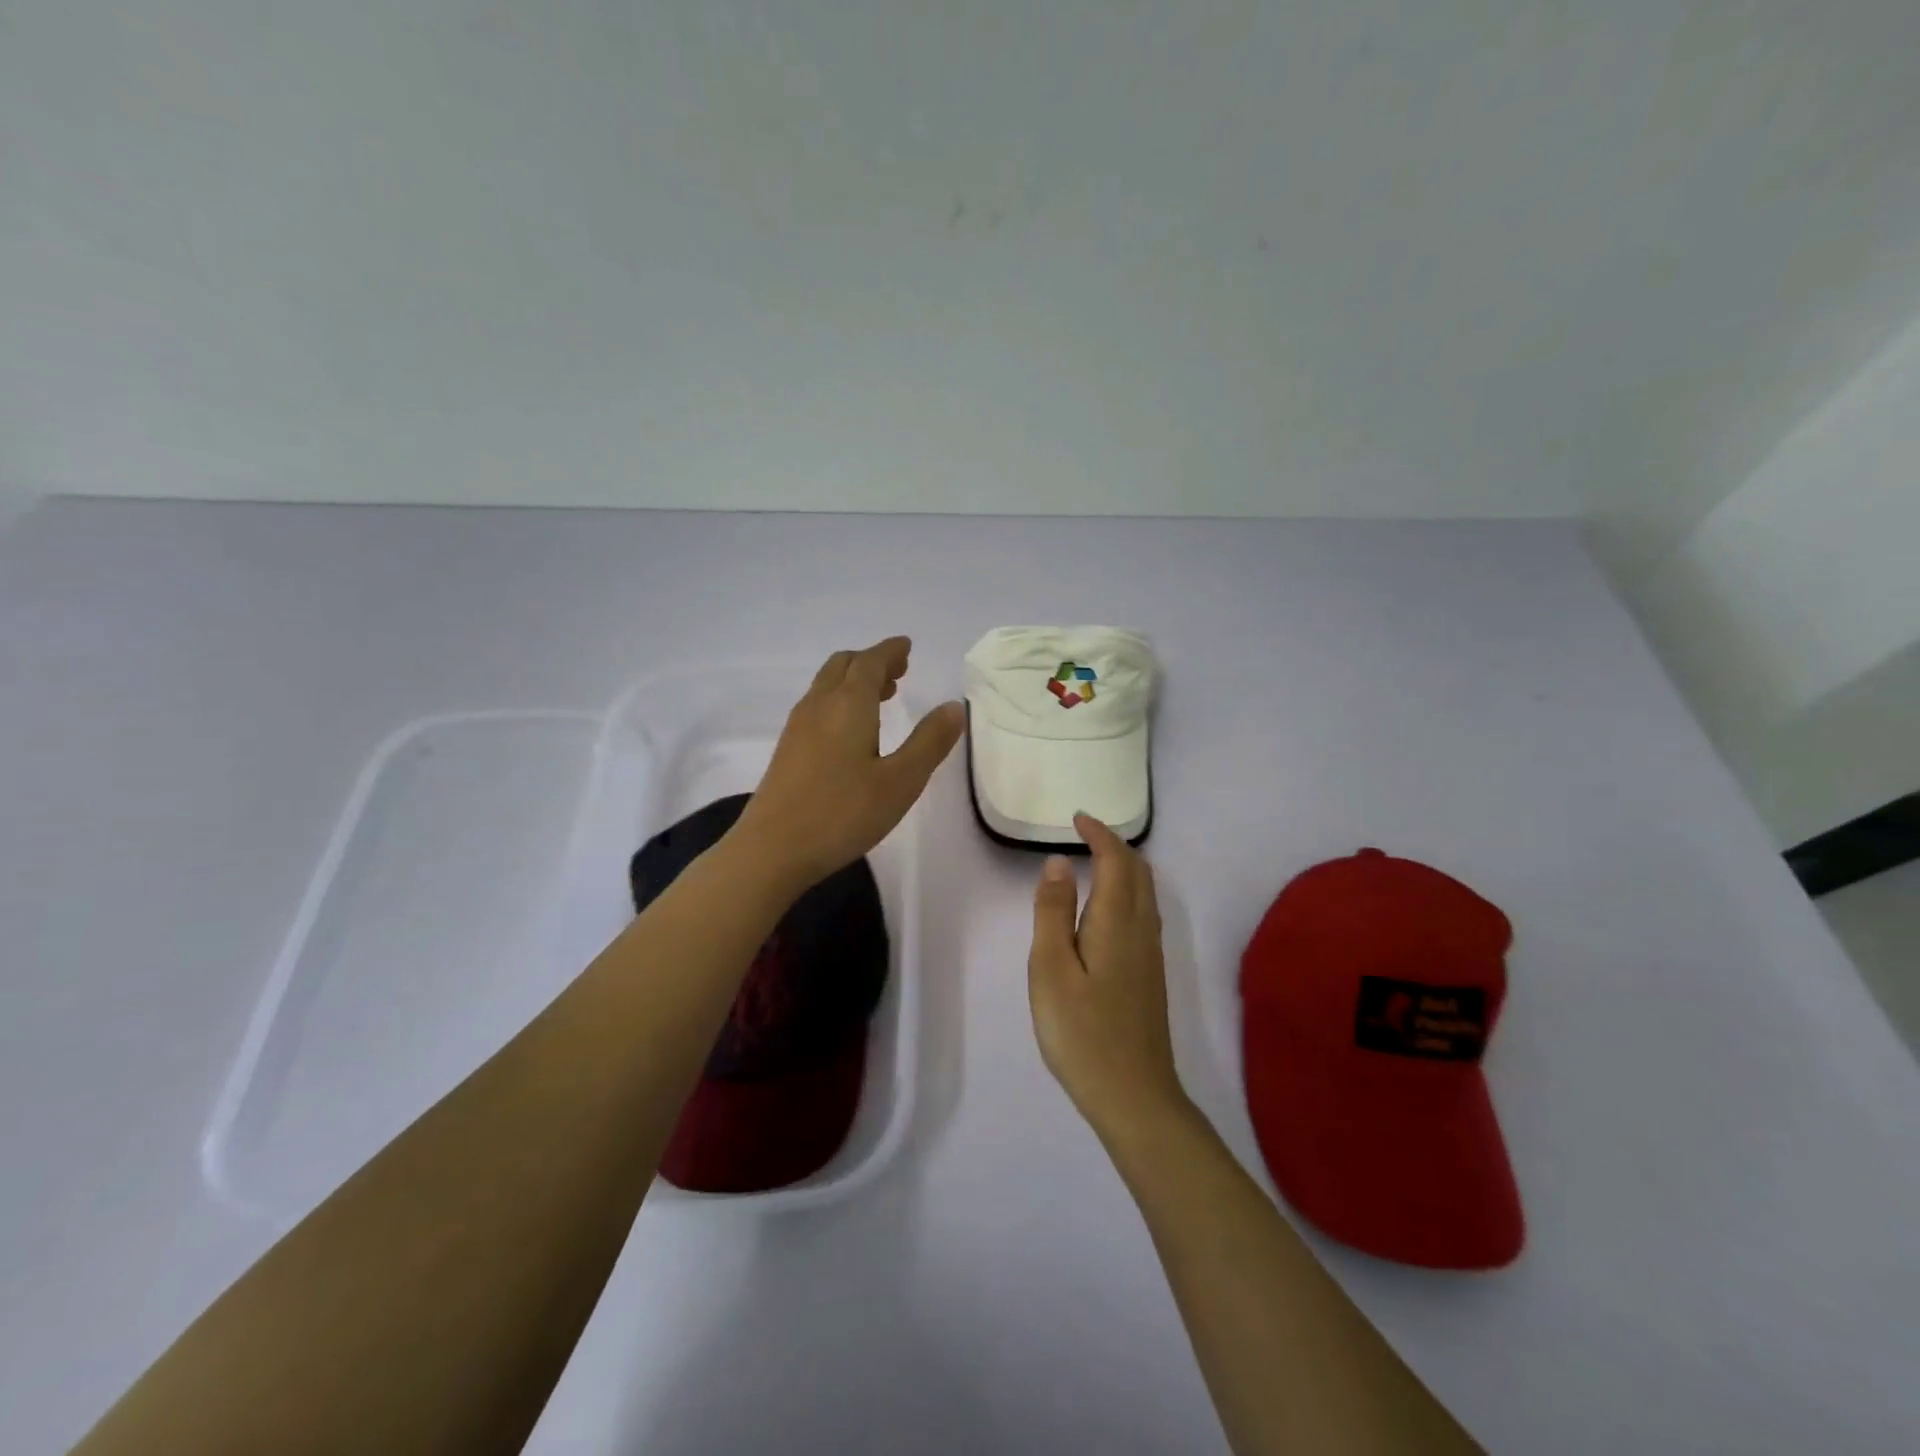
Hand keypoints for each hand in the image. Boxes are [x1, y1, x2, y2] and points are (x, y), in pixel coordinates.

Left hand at [732, 637, 963, 888]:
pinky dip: (840, 700)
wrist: (772, 849)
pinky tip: (851, 730)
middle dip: (872, 661)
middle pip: (844, 665)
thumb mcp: (900, 781)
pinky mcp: (787, 749)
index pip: (870, 661)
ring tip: (882, 695)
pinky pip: (817, 705)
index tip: (906, 647)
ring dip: (854, 680)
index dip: (890, 651)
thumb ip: (929, 742)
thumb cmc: (842, 813)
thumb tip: (953, 706)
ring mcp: (798, 727)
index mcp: (849, 705)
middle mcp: (819, 705)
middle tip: (899, 671)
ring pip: (827, 685)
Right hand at [1028, 814, 1185, 1137]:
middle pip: (1139, 872)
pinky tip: (1107, 910)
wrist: (1134, 1096)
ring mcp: (1151, 955)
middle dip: (1114, 845)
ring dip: (1124, 867)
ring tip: (1095, 862)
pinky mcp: (1151, 975)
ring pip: (1146, 893)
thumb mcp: (1051, 969)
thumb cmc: (1082, 1031)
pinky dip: (1127, 891)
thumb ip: (1053, 913)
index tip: (1077, 818)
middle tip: (1085, 834)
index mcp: (1117, 921)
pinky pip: (1144, 913)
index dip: (1099, 834)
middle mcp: (1142, 929)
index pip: (1116, 860)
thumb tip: (1060, 864)